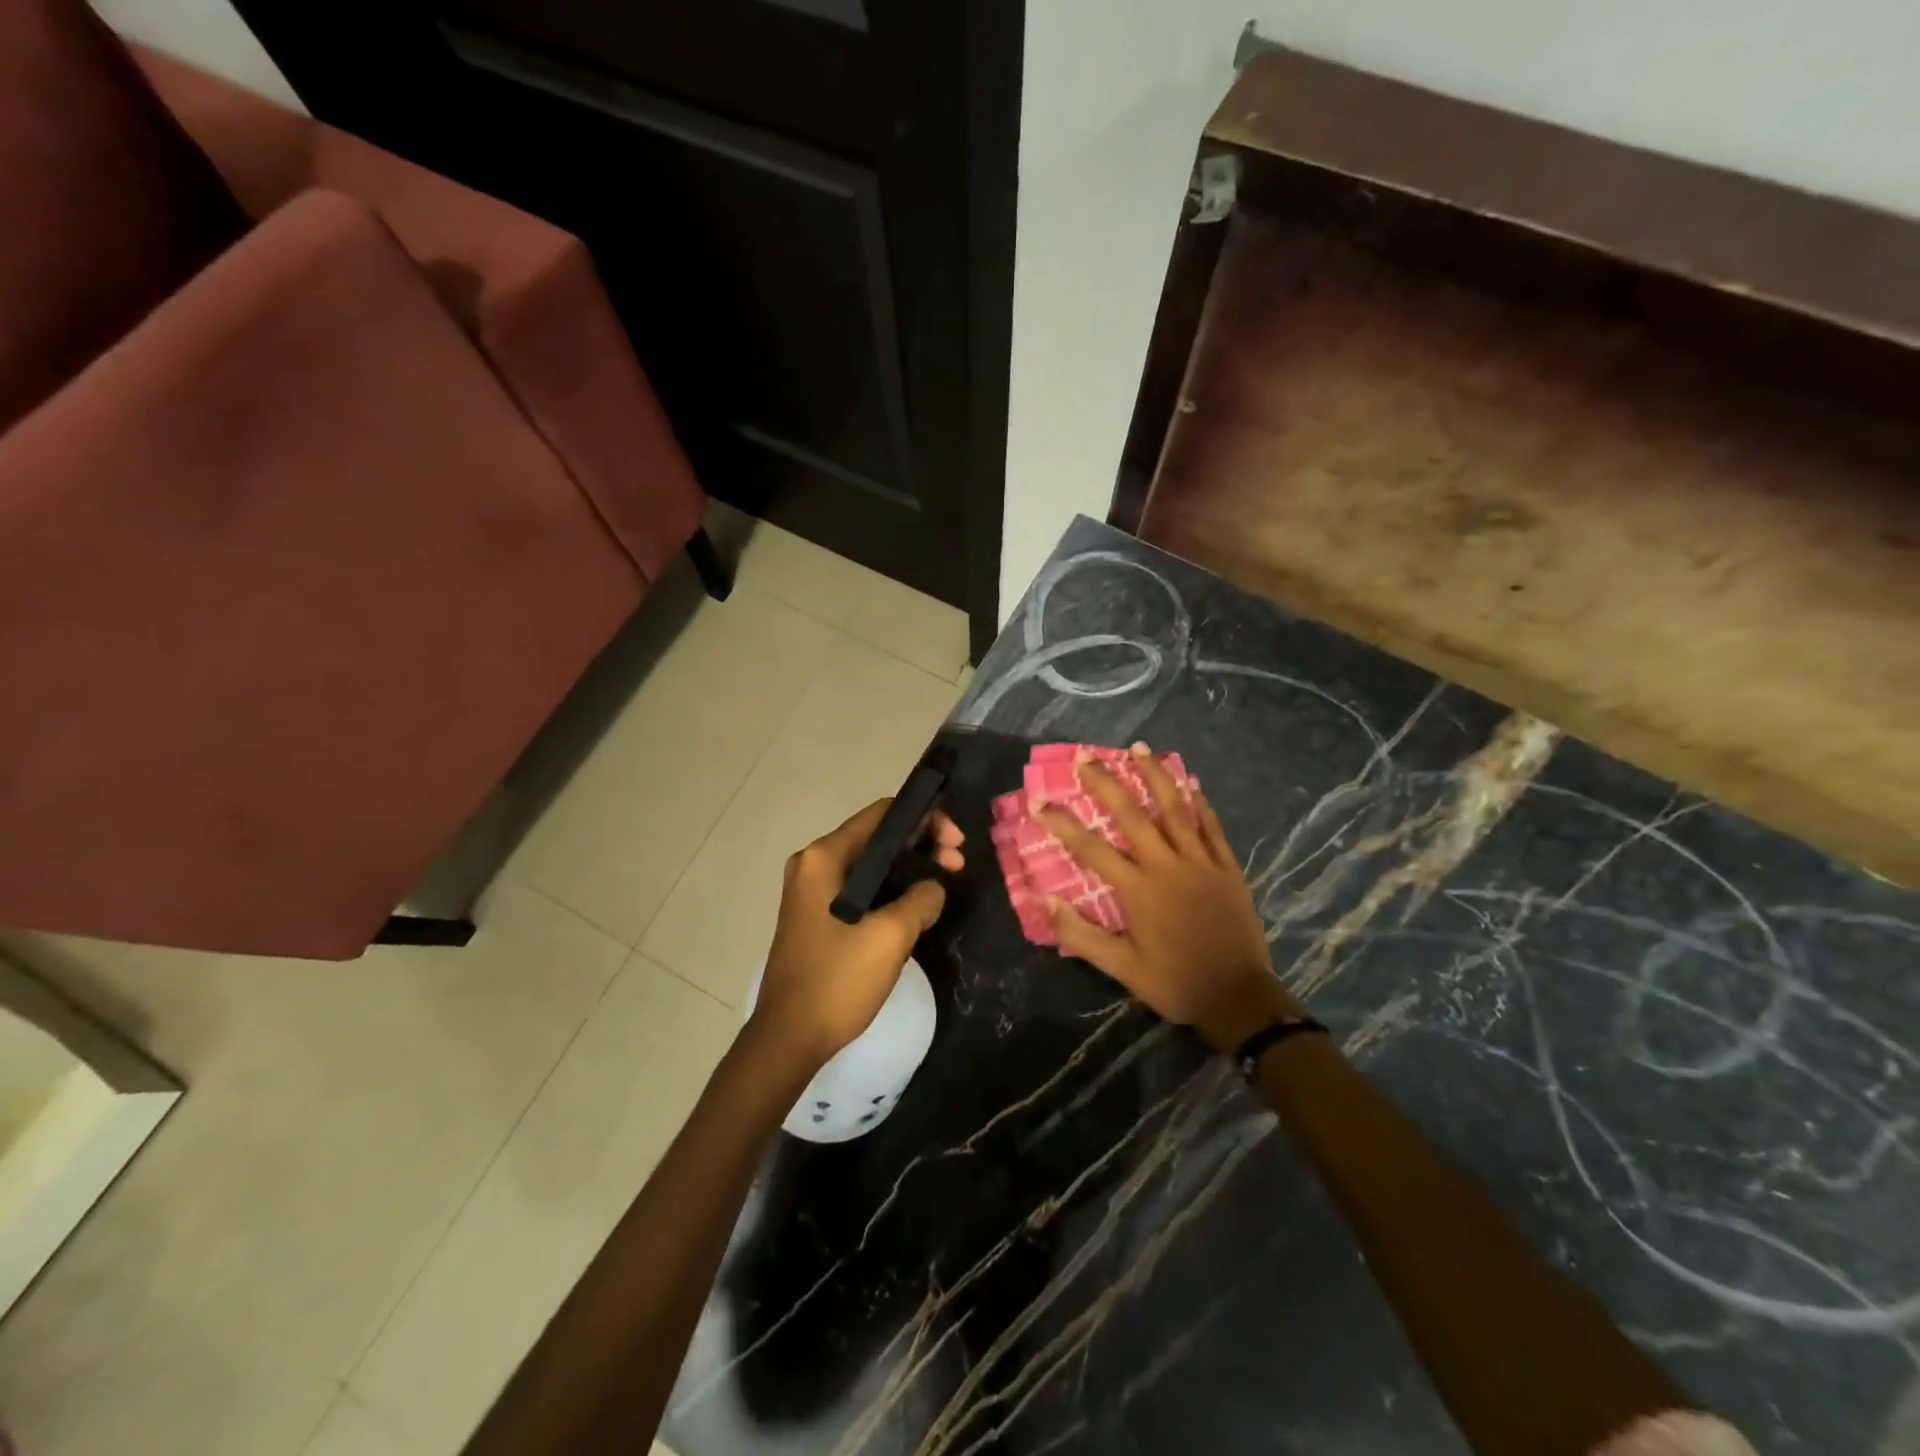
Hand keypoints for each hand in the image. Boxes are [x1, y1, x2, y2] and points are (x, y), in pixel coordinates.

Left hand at [751, 798, 964, 1066]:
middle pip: (878, 837)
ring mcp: (813, 891)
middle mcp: (814, 864)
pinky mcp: (817, 916)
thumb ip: (921, 899)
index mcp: (824, 857)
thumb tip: (934, 888)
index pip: (882, 814)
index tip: (957, 843)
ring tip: (945, 885)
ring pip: (872, 865)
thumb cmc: (837, 980)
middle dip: (922, 845)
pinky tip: (918, 906)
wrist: (788, 1039)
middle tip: (958, 866)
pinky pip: (861, 888)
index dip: (925, 819)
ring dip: (910, 869)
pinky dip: (892, 890)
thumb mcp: (890, 936)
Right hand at [1039, 745, 1302, 1053]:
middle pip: (1133, 815)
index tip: (1039, 801)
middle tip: (1087, 758)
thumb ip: (1082, 935)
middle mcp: (1168, 866)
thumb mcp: (1123, 969)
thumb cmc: (1176, 983)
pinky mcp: (1228, 868)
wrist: (1239, 999)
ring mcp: (1201, 863)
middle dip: (1107, 784)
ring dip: (1156, 776)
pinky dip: (1200, 803)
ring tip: (1139, 749)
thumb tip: (1047, 900)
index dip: (1063, 823)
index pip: (1091, 849)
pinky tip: (1190, 783)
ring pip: (1175, 810)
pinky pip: (1212, 828)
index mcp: (1139, 890)